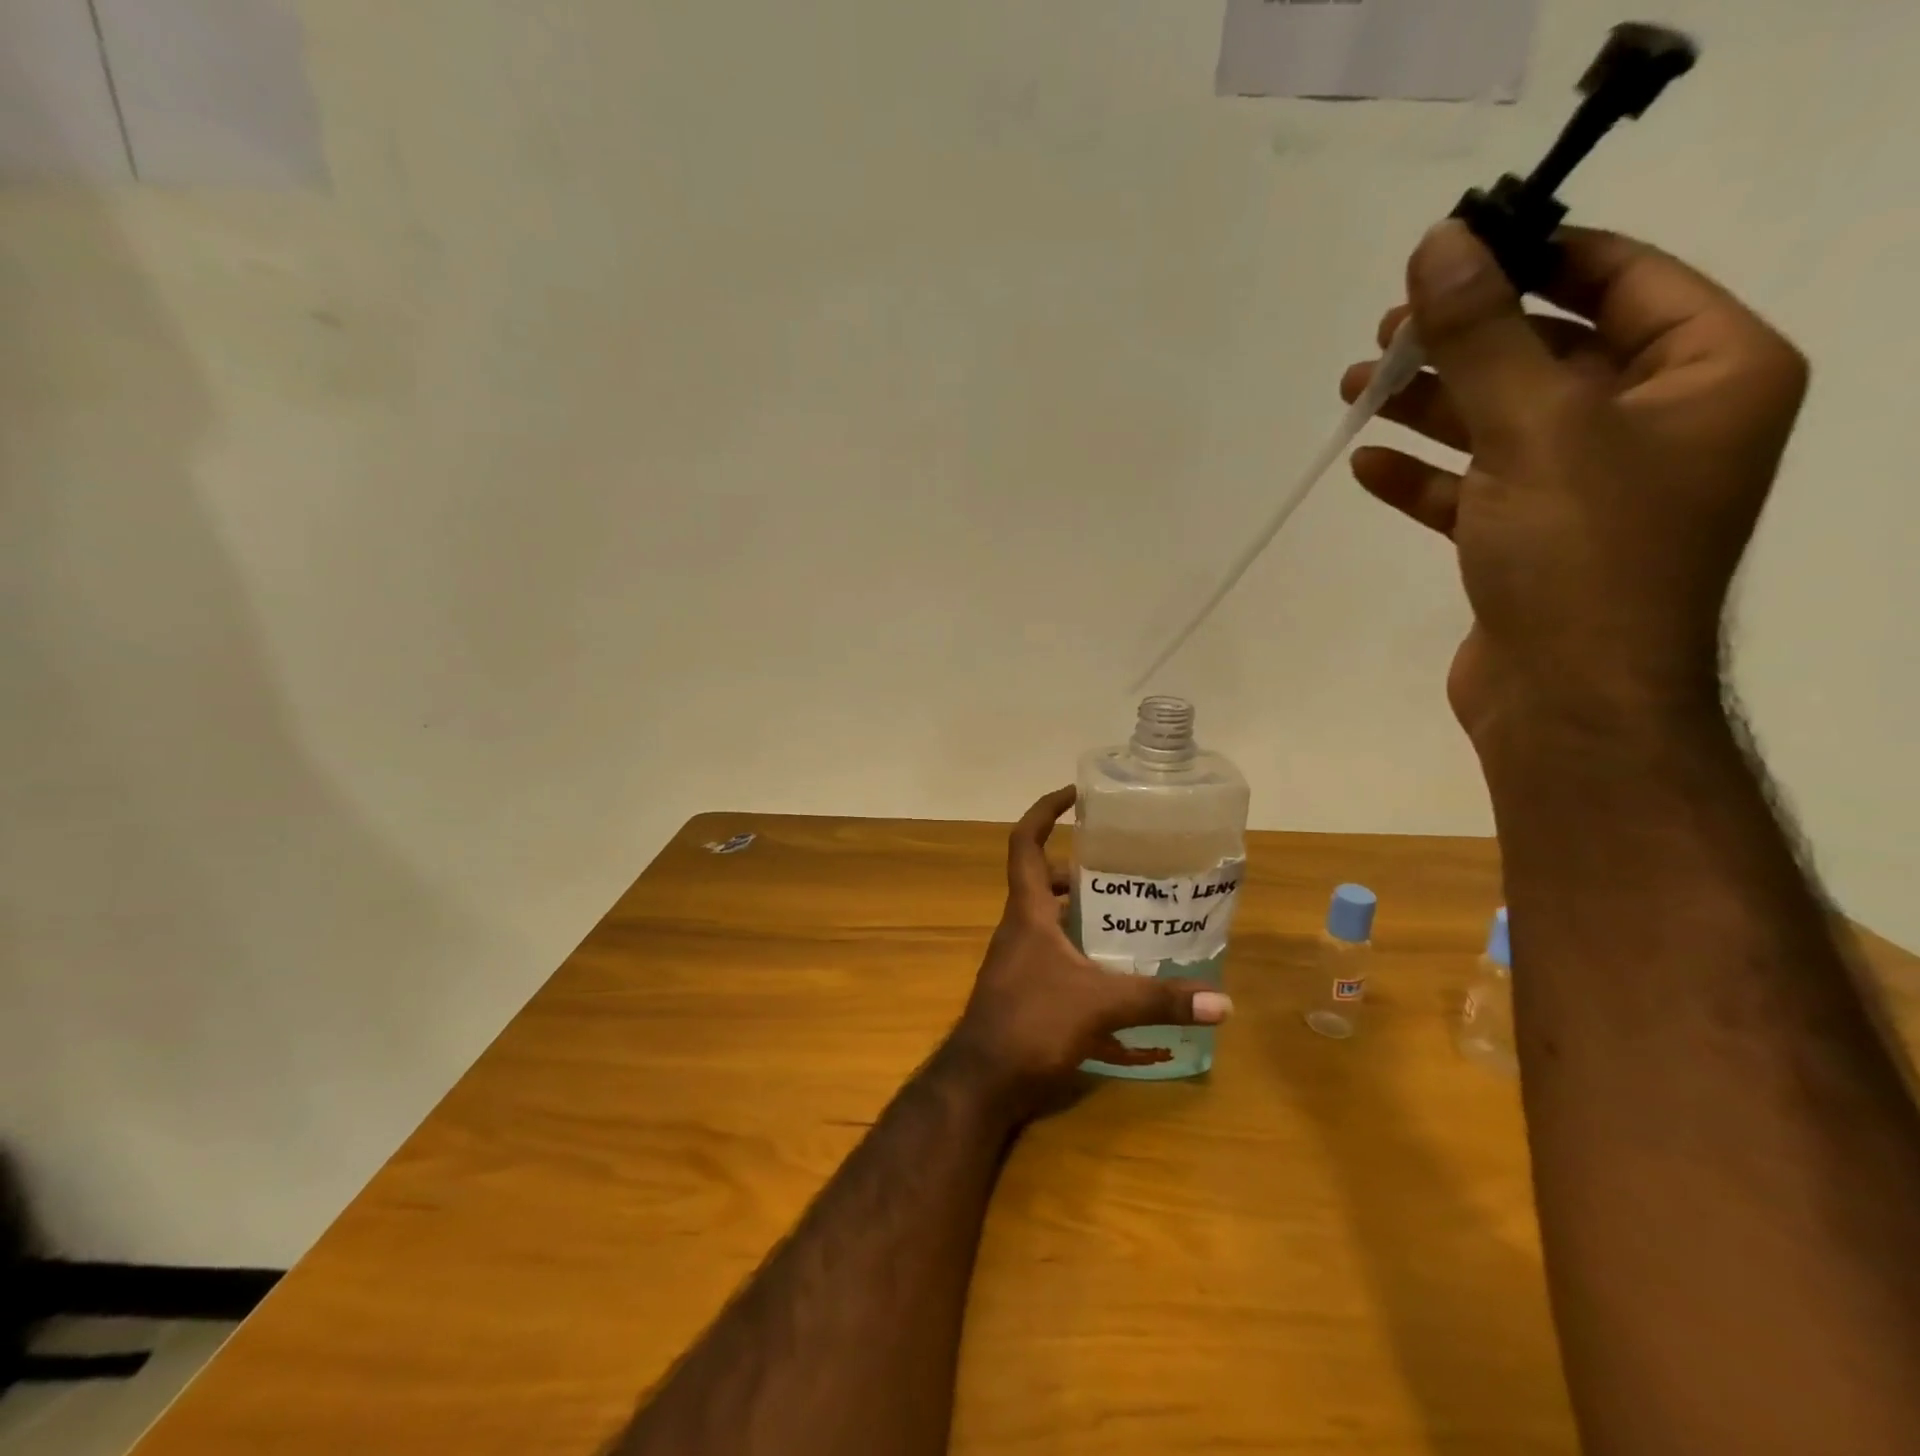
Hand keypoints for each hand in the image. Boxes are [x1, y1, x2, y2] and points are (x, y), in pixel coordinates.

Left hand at [944, 787, 1232, 1114]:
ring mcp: (1019, 960)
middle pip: (1043, 882)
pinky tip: (1117, 980)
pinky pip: (1055, 959)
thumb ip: (1158, 1000)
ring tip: (1128, 918)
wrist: (982, 1082)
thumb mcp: (1100, 1005)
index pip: (1024, 842)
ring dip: (1083, 916)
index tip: (1075, 794)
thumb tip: (1223, 1002)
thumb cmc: (1031, 1023)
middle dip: (1078, 871)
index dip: (1044, 811)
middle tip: (1122, 871)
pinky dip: (1083, 959)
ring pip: (1051, 922)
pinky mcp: (1024, 990)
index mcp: (1028, 912)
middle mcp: (1019, 928)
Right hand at [1340, 222, 1809, 745]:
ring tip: (1356, 388)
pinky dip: (1422, 476)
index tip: (1451, 252)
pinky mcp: (1530, 542)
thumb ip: (1483, 336)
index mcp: (1709, 374)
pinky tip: (1366, 466)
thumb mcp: (1535, 429)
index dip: (1535, 256)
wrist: (1568, 702)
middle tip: (1386, 331)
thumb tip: (1438, 245)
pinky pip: (1473, 489)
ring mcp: (1590, 489)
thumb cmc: (1581, 555)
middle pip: (1549, 353)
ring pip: (1501, 424)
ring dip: (1429, 406)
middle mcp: (1658, 424)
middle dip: (1463, 340)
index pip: (1622, 278)